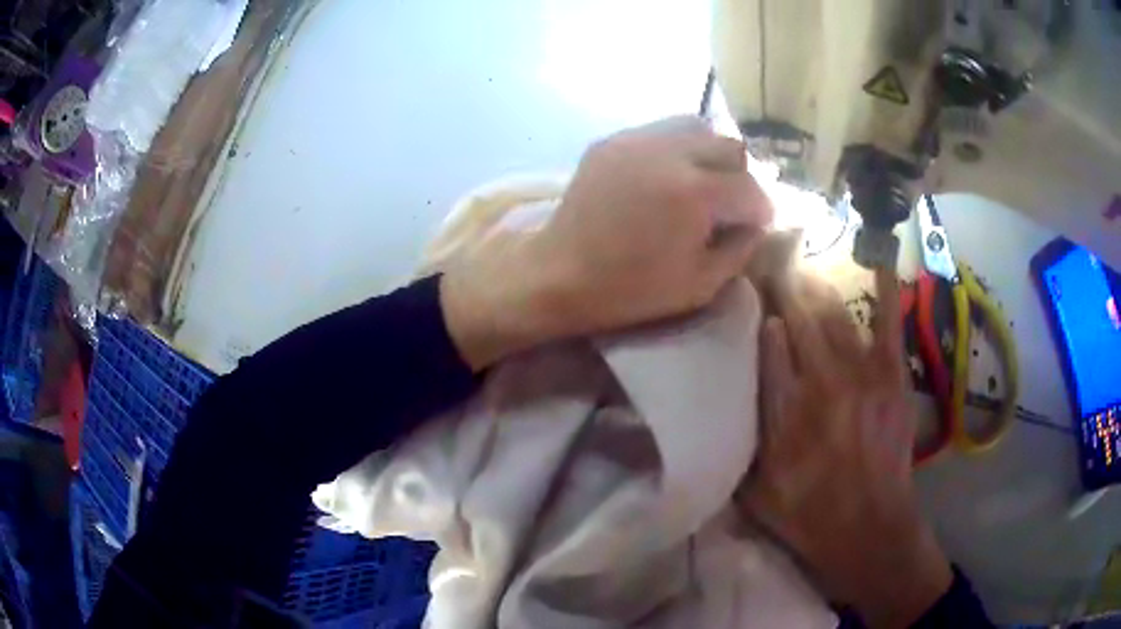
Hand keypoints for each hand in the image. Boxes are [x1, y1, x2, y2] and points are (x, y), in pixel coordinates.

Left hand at [443, 116, 772, 369]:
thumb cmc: (630, 290)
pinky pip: (660, 131)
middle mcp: (669, 152)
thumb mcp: (700, 284)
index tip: (755, 226)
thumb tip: (755, 223)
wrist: (557, 275)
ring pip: (696, 127)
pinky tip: (663, 178)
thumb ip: (740, 248)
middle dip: (738, 176)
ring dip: (709, 154)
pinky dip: (675, 150)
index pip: (750, 188)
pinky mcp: (612, 140)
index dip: (760, 211)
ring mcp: (636, 139)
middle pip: (729, 146)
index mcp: (694, 192)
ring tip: (699, 184)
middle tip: (727, 205)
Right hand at [739, 270, 952, 627]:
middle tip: (771, 261)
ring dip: (816, 287)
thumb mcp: (757, 486)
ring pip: (834, 315)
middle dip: (783, 286)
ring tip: (802, 267)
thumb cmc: (807, 512)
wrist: (869, 528)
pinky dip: (884, 289)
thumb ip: (749, 430)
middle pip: (799, 319)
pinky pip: (888, 322)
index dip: (757, 310)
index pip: (767, 341)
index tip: (747, 287)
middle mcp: (822, 382)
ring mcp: (862, 375)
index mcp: (785, 409)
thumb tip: (742, 374)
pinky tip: (877, 257)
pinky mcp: (892, 376)